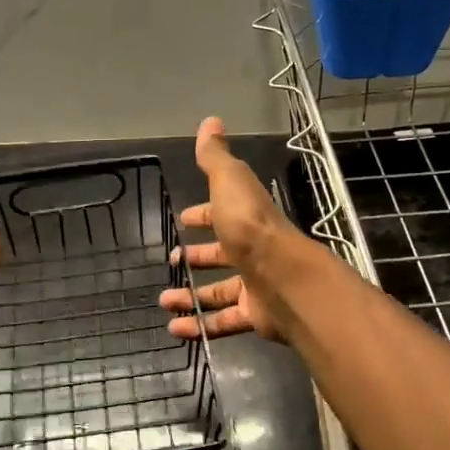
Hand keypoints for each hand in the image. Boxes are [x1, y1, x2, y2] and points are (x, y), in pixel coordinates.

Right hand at [159, 117, 304, 343]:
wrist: (284, 278)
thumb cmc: (251, 226)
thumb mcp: (230, 182)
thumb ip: (216, 157)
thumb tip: (210, 121)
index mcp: (245, 217)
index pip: (221, 212)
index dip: (202, 215)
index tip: (183, 220)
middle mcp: (252, 249)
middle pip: (222, 253)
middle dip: (197, 257)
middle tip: (172, 261)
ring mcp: (255, 284)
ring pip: (219, 291)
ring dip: (191, 296)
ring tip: (165, 301)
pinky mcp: (254, 314)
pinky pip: (223, 321)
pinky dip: (200, 326)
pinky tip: (177, 328)